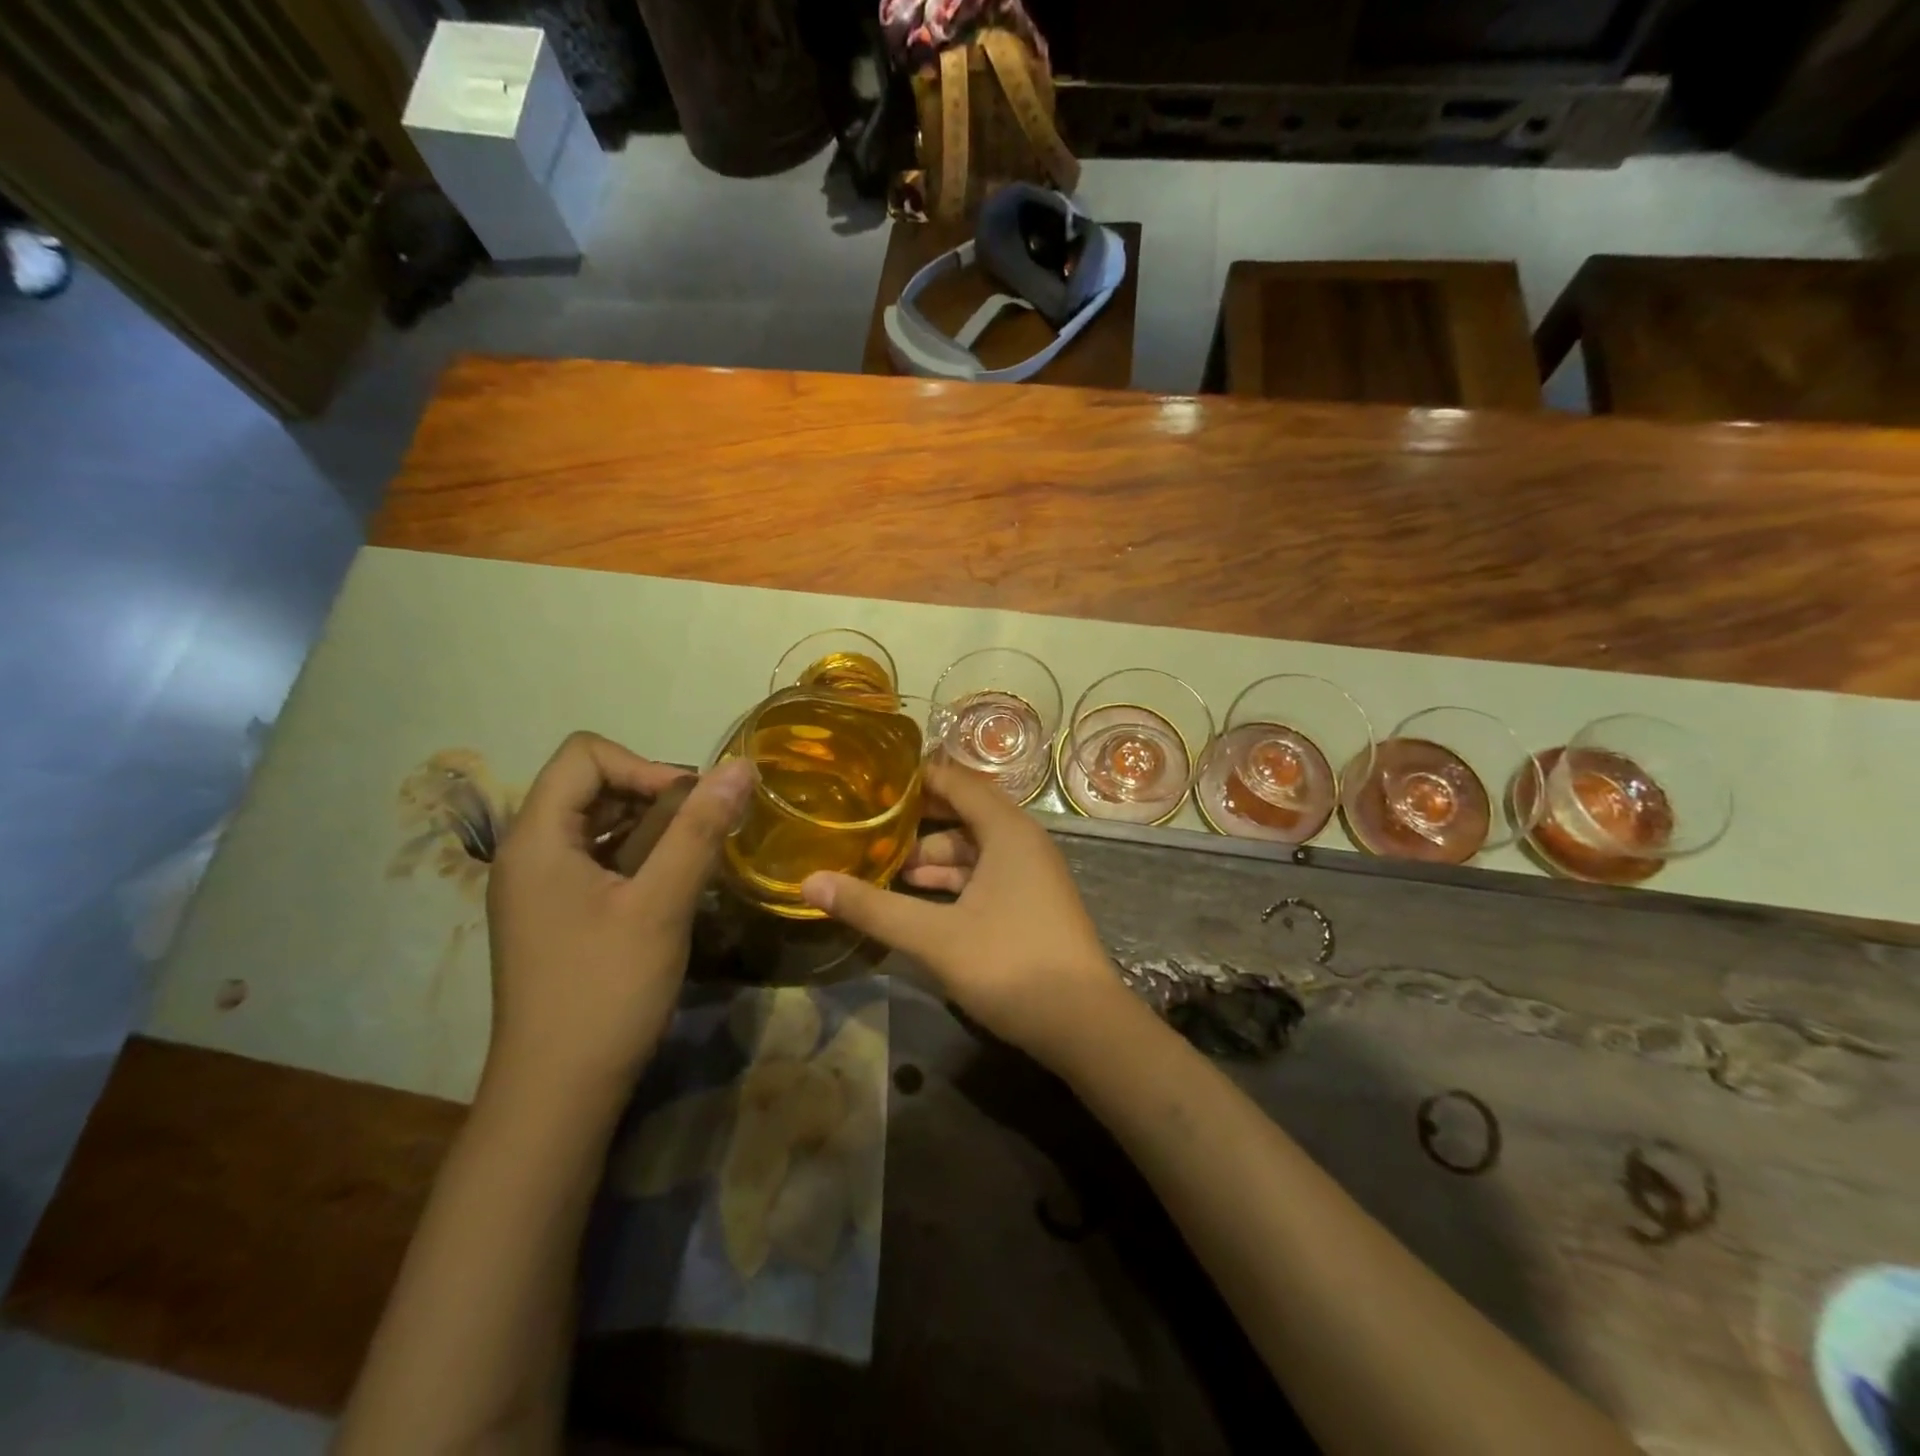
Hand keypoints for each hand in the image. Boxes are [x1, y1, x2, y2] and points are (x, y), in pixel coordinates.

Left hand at [484, 732, 754, 1112]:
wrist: (557, 1096)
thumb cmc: (606, 992)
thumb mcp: (661, 905)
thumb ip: (700, 830)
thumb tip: (741, 766)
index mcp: (536, 839)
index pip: (585, 755)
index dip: (644, 765)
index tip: (690, 806)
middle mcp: (527, 853)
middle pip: (589, 785)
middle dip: (652, 794)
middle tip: (701, 831)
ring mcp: (537, 888)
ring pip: (596, 823)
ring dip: (650, 827)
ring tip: (693, 858)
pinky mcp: (554, 915)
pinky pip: (596, 860)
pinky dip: (637, 857)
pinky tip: (671, 888)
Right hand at [800, 761, 1125, 1064]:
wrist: (1084, 1024)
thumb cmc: (1011, 964)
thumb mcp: (935, 936)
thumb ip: (873, 908)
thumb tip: (809, 883)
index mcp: (1007, 830)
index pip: (955, 781)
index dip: (913, 777)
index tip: (867, 779)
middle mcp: (1022, 842)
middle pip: (962, 814)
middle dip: (914, 822)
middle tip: (864, 824)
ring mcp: (1029, 874)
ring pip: (971, 849)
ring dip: (930, 858)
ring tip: (880, 868)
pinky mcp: (1029, 903)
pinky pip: (983, 875)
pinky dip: (951, 882)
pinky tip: (916, 899)